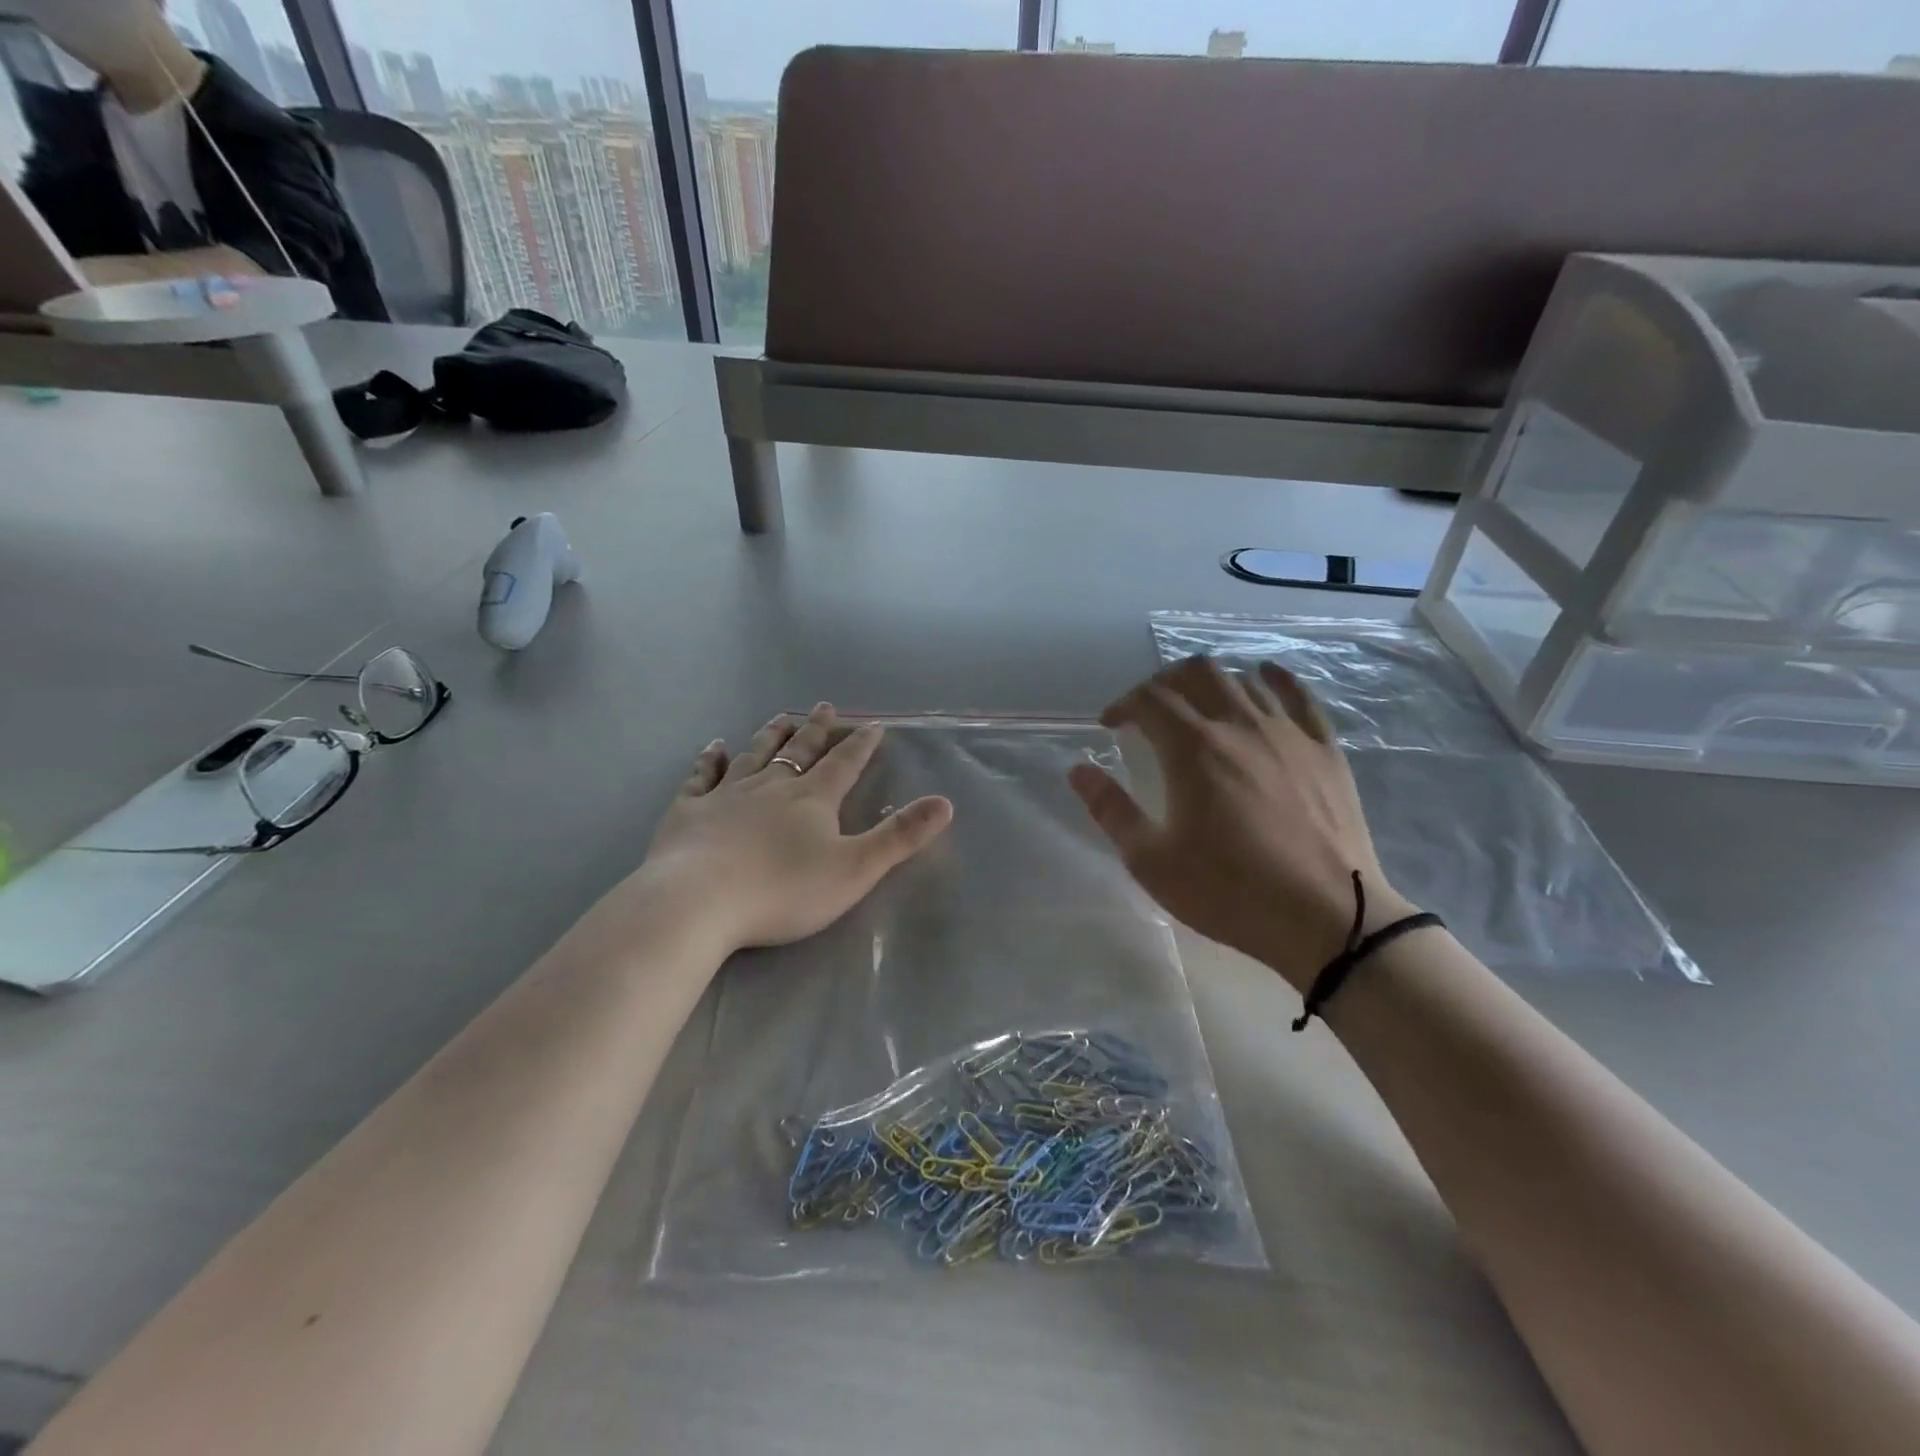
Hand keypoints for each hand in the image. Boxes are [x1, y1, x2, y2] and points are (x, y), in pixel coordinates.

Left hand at [641, 705, 953, 953]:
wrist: (699, 902)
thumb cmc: (783, 890)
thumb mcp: (855, 868)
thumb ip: (900, 836)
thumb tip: (945, 802)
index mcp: (812, 799)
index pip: (844, 764)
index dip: (861, 744)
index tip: (873, 723)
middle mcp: (771, 786)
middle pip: (798, 751)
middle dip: (815, 730)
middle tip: (824, 707)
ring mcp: (726, 795)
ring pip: (753, 755)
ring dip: (770, 736)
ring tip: (780, 718)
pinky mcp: (689, 811)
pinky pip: (702, 776)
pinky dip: (709, 759)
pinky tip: (713, 747)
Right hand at [1068, 657, 1414, 990]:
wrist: (1327, 919)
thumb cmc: (1229, 891)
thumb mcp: (1152, 860)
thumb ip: (1111, 809)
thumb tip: (1078, 770)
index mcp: (1193, 749)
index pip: (1149, 700)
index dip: (1123, 704)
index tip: (1111, 725)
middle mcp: (1239, 725)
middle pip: (1196, 672)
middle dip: (1164, 682)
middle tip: (1151, 710)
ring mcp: (1287, 732)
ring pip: (1243, 679)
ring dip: (1211, 682)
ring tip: (1198, 705)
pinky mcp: (1324, 749)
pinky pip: (1299, 695)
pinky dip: (1274, 678)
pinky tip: (1263, 677)